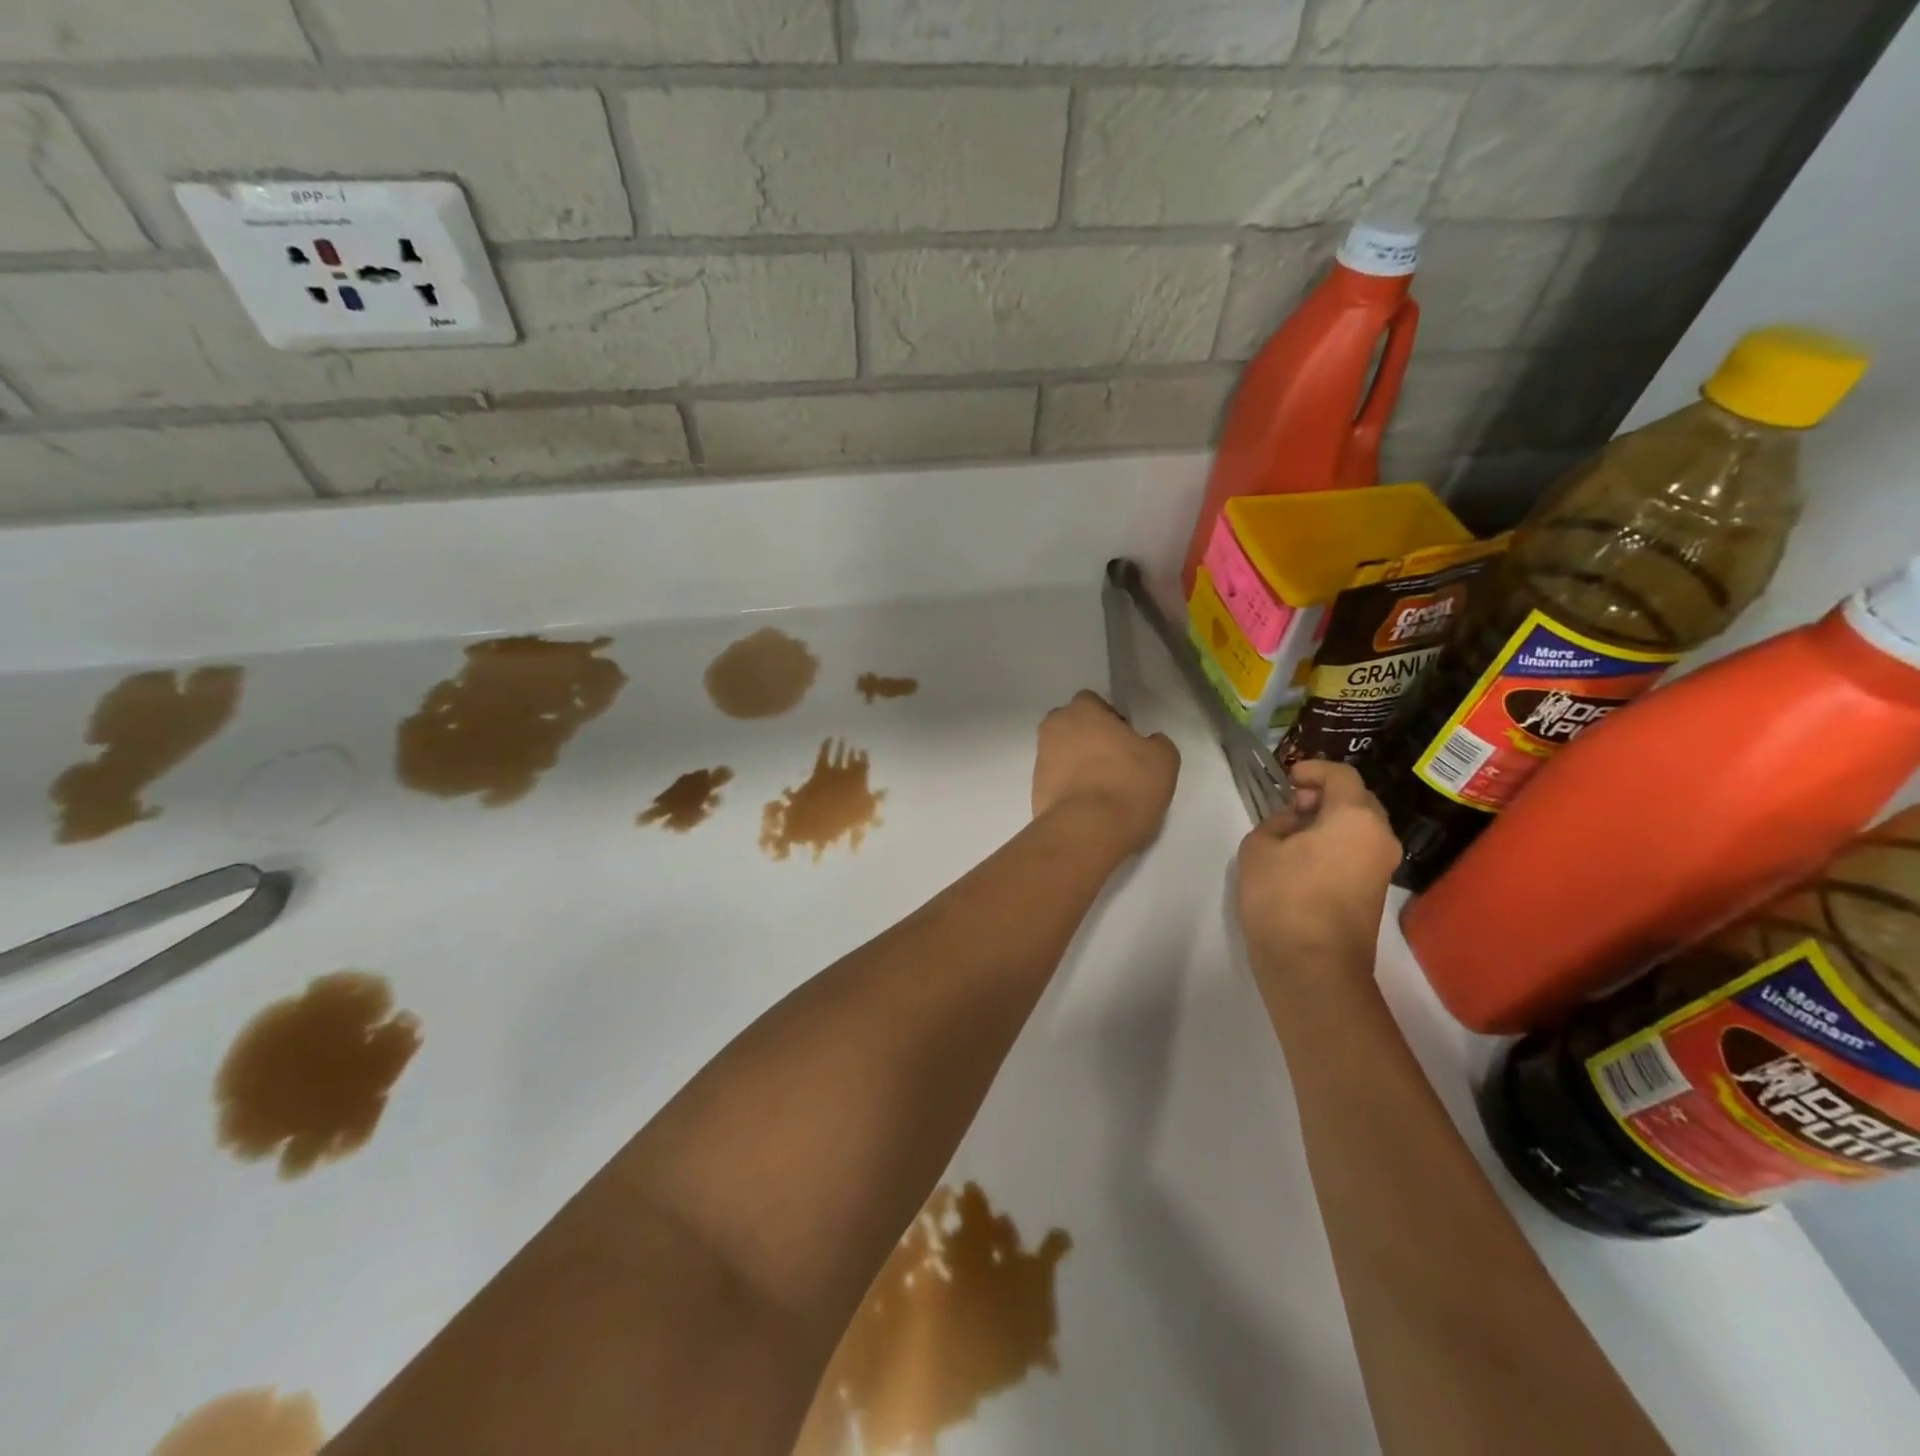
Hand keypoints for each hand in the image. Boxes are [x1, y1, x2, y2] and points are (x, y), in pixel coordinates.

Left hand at [1032, 691, 1179, 855]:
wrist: (1086, 831)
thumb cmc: (1127, 784)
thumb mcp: (1163, 759)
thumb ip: (1156, 742)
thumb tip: (1148, 743)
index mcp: (1081, 710)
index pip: (1093, 702)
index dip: (1111, 719)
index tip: (1127, 742)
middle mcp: (1053, 729)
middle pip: (1072, 726)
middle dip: (1089, 739)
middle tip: (1115, 763)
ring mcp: (1040, 760)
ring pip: (1062, 754)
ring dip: (1078, 765)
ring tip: (1103, 790)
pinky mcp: (1034, 790)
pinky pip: (1057, 781)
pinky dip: (1070, 788)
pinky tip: (1089, 807)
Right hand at [1237, 760, 1400, 983]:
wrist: (1312, 965)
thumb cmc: (1282, 896)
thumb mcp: (1259, 847)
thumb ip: (1277, 822)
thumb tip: (1296, 822)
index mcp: (1355, 817)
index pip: (1342, 775)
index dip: (1314, 769)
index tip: (1288, 778)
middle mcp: (1380, 837)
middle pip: (1358, 800)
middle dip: (1326, 794)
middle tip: (1292, 804)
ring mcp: (1383, 867)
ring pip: (1360, 827)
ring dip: (1332, 820)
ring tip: (1295, 832)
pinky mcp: (1375, 892)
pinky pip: (1359, 851)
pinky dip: (1337, 843)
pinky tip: (1306, 858)